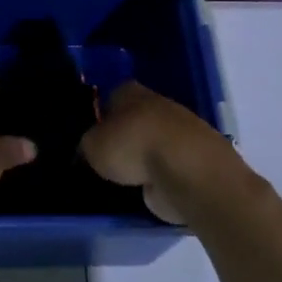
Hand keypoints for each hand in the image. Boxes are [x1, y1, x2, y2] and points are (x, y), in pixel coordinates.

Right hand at [80, 81, 243, 225]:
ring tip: (123, 180)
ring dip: (141, 159)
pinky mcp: (193, 160)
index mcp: (130, 91)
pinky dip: (158, 178)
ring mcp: (179, 133)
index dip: (99, 115)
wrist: (186, 170)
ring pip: (151, 143)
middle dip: (122, 137)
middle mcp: (156, 105)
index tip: (89, 136)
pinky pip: (166, 167)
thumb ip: (88, 145)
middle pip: (133, 120)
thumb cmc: (132, 146)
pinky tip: (145, 190)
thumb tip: (90, 150)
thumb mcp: (92, 146)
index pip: (110, 97)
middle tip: (104, 159)